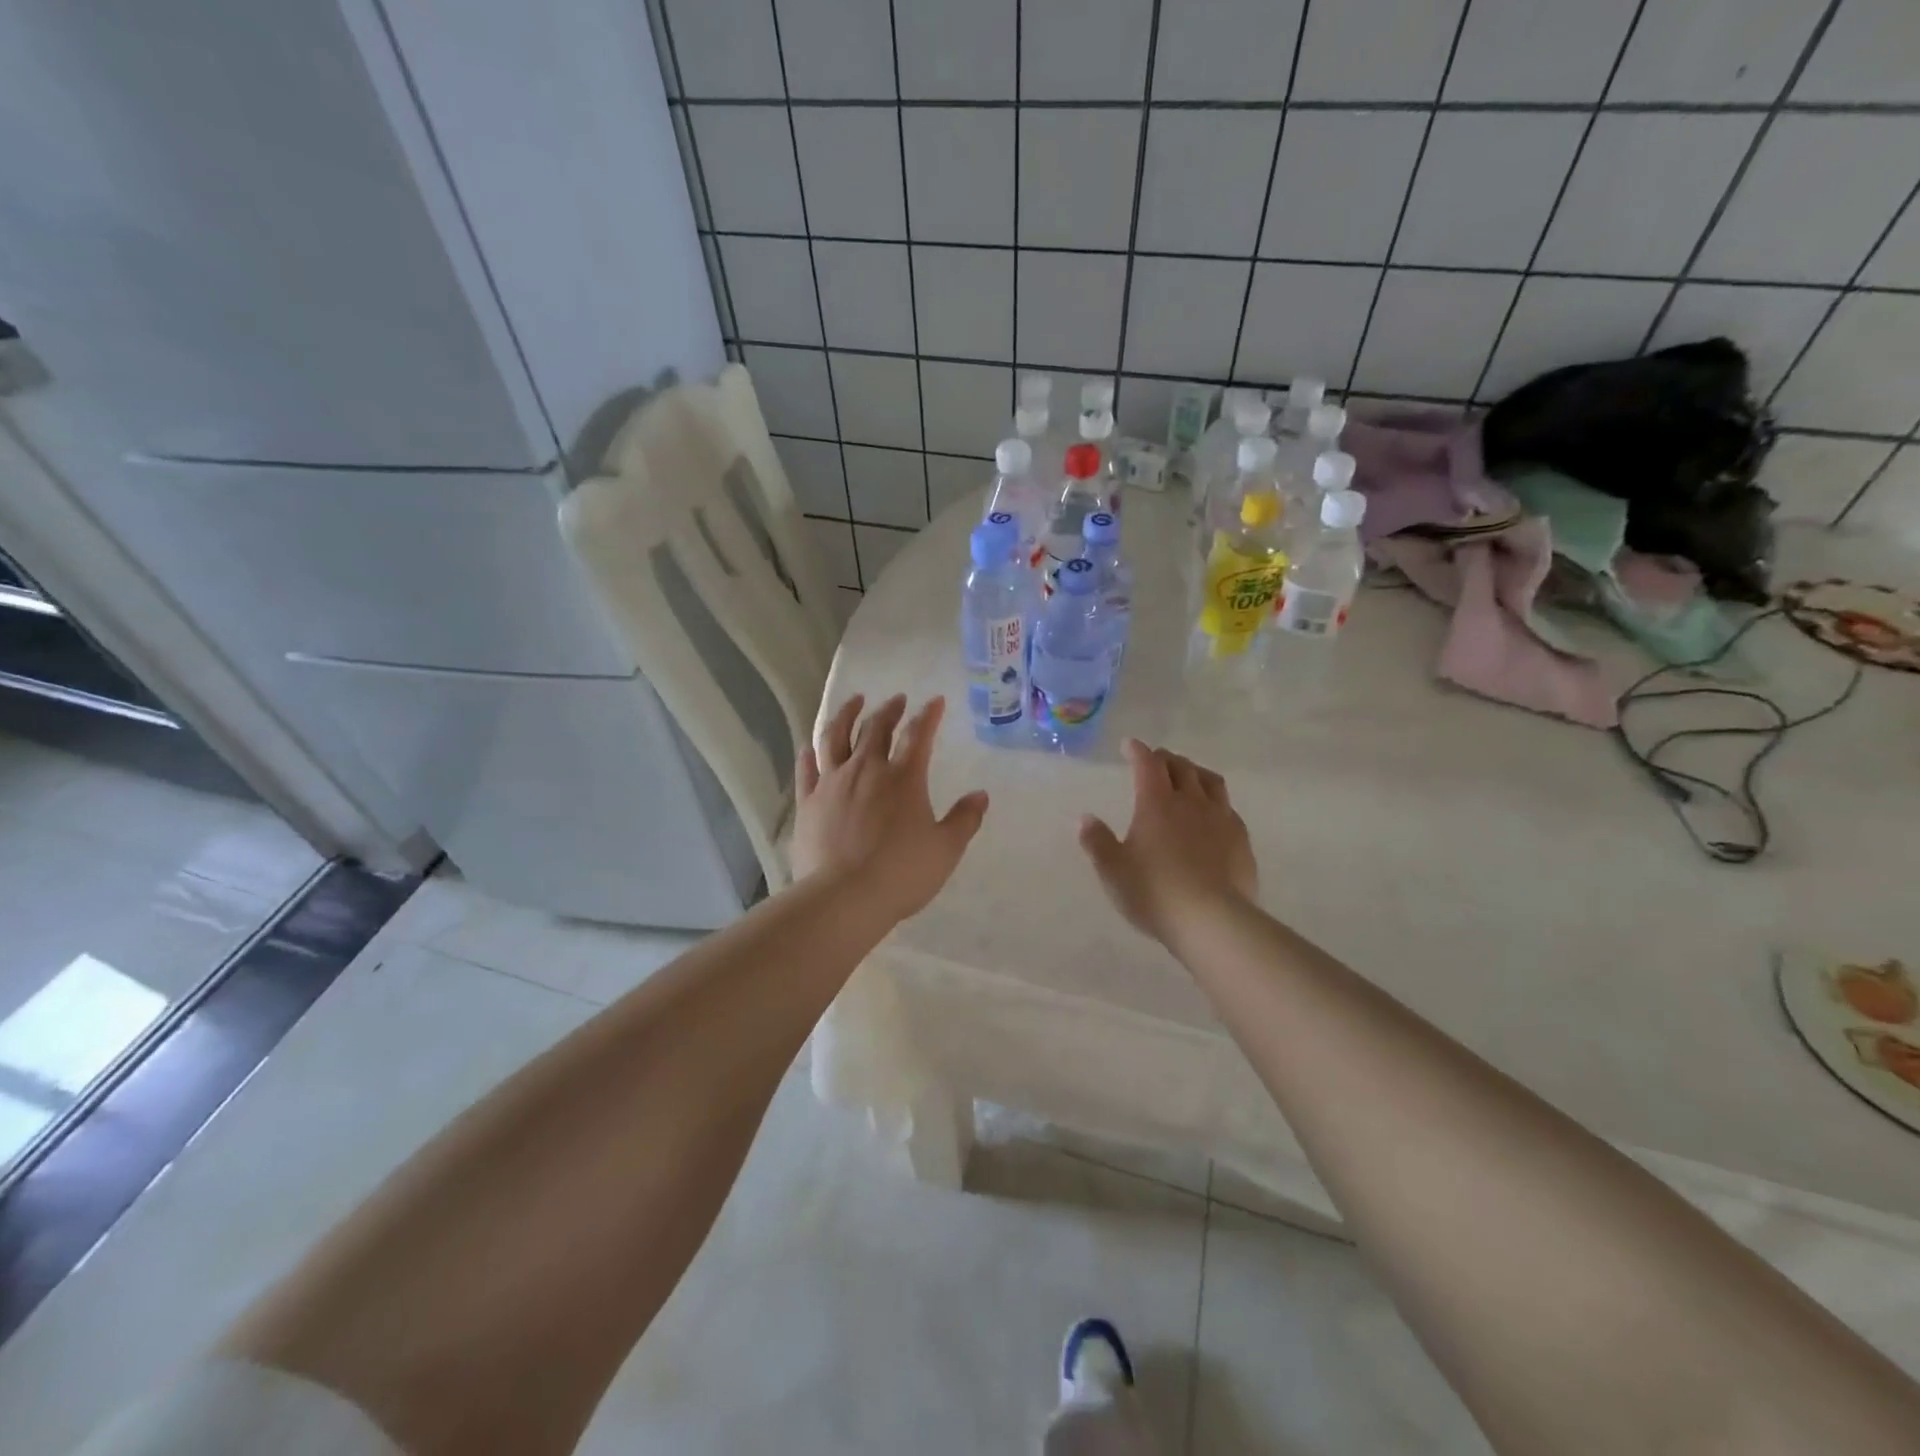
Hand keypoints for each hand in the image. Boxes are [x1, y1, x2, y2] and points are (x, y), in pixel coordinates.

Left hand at [791, 694, 988, 921]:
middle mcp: (866, 769)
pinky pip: (806, 768)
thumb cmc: (902, 873)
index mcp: (903, 777)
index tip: (935, 701)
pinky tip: (810, 746)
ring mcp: (832, 783)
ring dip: (846, 714)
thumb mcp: (945, 849)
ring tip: (853, 702)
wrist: (844, 897)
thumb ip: (964, 819)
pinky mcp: (807, 802)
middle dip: (888, 710)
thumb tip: (981, 795)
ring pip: (835, 736)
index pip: (918, 734)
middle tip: (896, 700)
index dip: (928, 715)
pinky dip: (810, 753)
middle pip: (875, 728)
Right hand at [1079, 738, 1256, 944]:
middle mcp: (1190, 801)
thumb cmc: (1154, 892)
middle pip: (1180, 767)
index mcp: (1156, 803)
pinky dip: (1215, 801)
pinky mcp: (1241, 839)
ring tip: (1188, 776)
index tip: (1129, 745)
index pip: (1147, 764)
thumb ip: (1097, 842)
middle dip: (1165, 759)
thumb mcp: (1113, 871)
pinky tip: (1213, 814)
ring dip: (1194, 772)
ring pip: (1210, 781)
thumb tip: (1086, 818)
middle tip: (1156, 760)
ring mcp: (1220, 818)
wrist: (1212, 920)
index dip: (1137, 751)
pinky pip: (1228, 808)